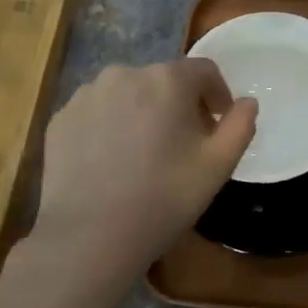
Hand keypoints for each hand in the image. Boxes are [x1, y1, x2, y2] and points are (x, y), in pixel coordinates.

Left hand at [30, 60, 256, 274]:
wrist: (90, 236)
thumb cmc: (164, 198)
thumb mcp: (219, 166)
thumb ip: (241, 125)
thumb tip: (247, 102)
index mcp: (167, 80)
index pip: (204, 71)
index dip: (218, 94)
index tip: (218, 123)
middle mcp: (124, 74)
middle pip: (164, 80)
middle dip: (180, 104)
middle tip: (185, 144)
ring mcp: (86, 95)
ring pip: (128, 94)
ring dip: (143, 112)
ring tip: (145, 153)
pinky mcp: (60, 118)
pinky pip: (97, 112)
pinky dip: (111, 126)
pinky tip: (113, 161)